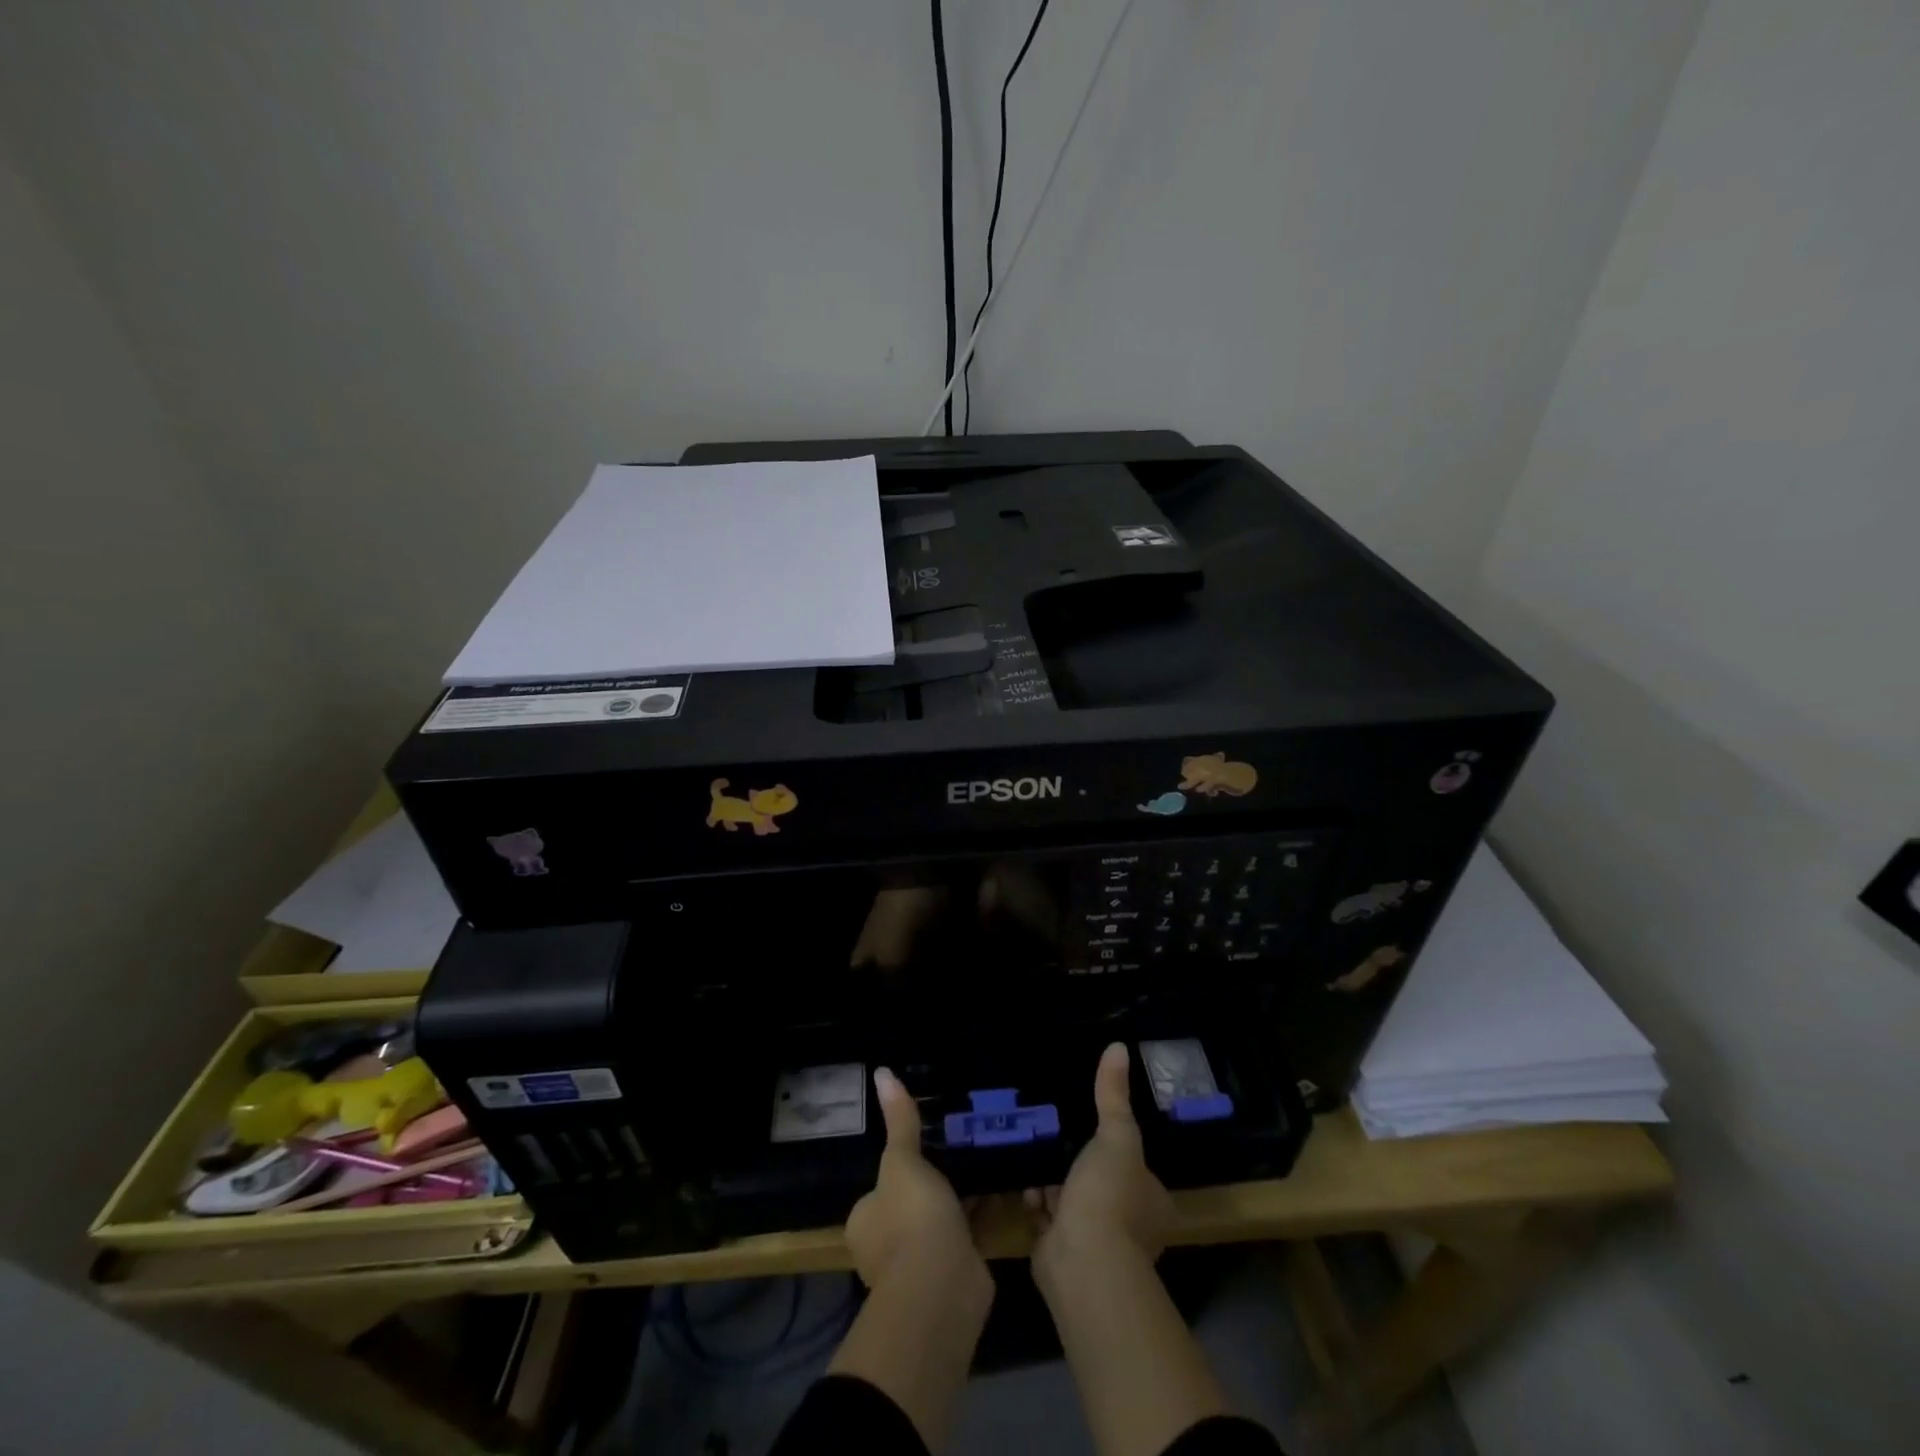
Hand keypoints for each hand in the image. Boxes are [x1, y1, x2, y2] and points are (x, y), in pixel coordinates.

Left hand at [845, 1067, 984, 1291]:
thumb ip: (899, 1121)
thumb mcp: (902, 1161)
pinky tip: (1003, 1186)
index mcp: (866, 1220)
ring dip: (959, 1198)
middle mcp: (887, 1245)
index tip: (925, 1146)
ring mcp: (921, 1263)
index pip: (879, 1187)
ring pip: (941, 1219)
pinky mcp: (955, 1270)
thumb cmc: (911, 1219)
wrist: (942, 1287)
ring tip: (984, 1158)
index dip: (900, 1168)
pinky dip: (982, 1213)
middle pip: (911, 1203)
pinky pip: (968, 1232)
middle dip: (933, 1183)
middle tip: (960, 1147)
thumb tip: (882, 1071)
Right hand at [1027, 1043, 1175, 1274]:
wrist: (1082, 1263)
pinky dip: (1034, 1201)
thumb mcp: (1117, 1136)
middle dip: (1077, 1162)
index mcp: (1151, 1200)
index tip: (1092, 1124)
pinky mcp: (1061, 1252)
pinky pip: (1046, 1218)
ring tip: (1032, 1145)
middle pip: (1101, 1182)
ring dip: (1052, 1181)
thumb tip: (1118, 1046)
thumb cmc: (1110, 1196)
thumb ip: (1114, 1096)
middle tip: (1053, 1130)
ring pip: (1071, 1199)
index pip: (1136, 1166)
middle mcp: (1129, 1225)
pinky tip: (1022, 1179)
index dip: (1116, 1147)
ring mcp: (1094, 1241)